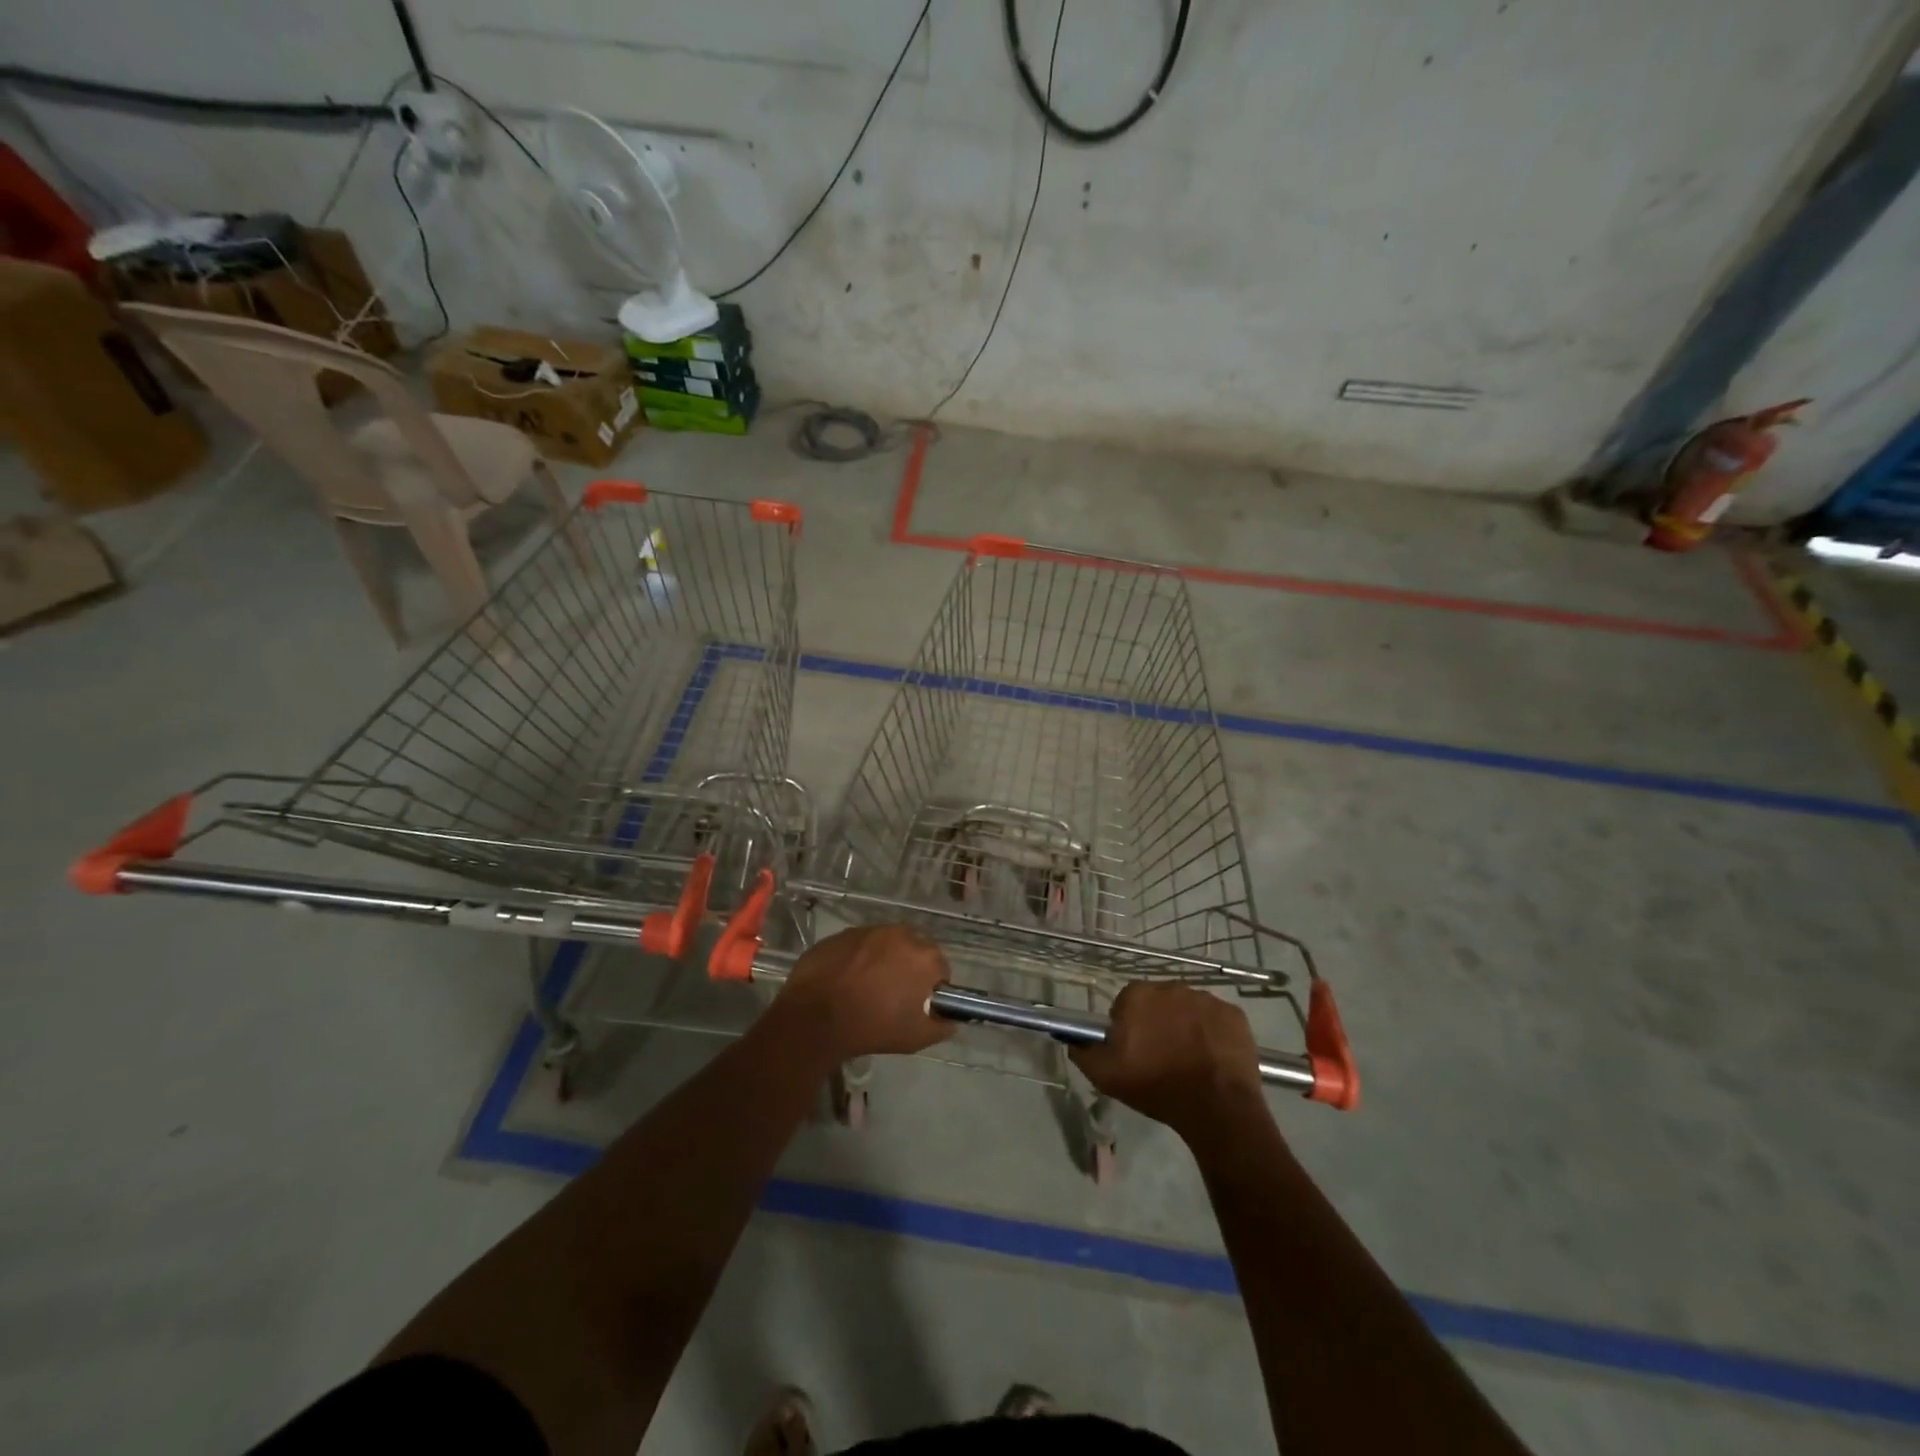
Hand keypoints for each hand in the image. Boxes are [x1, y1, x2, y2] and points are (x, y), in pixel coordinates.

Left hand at [774, 924, 955, 1061]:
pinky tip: (845, 980)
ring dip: (883, 960)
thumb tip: (950, 1020)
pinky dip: (858, 958)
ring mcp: (868, 931)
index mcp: (924, 956)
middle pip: (914, 950)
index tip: (919, 1003)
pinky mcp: (842, 934)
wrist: (815, 1018)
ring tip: (867, 986)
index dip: (931, 987)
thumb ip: (940, 1026)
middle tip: (894, 994)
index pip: (940, 968)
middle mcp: (900, 934)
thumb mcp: (915, 1037)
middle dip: (908, 968)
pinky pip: (858, 945)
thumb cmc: (872, 1027)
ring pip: (885, 944)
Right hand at [1070, 982, 1268, 1140]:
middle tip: (1161, 1056)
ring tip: (1189, 1060)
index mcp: (1138, 995)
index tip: (1133, 1051)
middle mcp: (1171, 987)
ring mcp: (1206, 999)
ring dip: (1185, 1026)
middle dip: (1158, 1023)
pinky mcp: (1234, 1014)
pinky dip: (1213, 1033)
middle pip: (1158, 1002)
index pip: (1126, 1004)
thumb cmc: (1156, 1086)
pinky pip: (1217, 1019)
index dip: (1128, 1027)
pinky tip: (1212, 1058)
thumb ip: (1082, 1051)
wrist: (1216, 1107)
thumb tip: (1072, 1038)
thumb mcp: (1105, 1076)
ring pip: (1188, 1009)